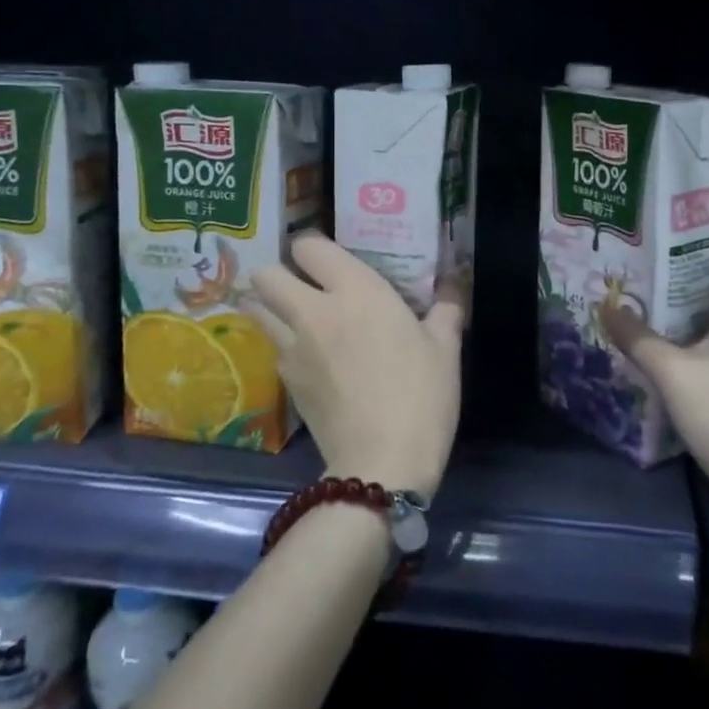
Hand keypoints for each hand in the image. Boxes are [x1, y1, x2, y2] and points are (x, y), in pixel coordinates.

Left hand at [249, 233, 464, 498]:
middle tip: (305, 284)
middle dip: (279, 273)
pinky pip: (272, 346)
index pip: (309, 246)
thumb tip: (451, 288)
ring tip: (295, 314)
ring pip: (256, 309)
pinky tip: (308, 356)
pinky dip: (282, 343)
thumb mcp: (445, 348)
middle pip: (266, 274)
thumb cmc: (421, 395)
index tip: (329, 257)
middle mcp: (314, 310)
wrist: (382, 463)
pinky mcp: (285, 381)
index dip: (313, 246)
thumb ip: (445, 310)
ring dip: (269, 306)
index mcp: (356, 291)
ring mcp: (293, 347)